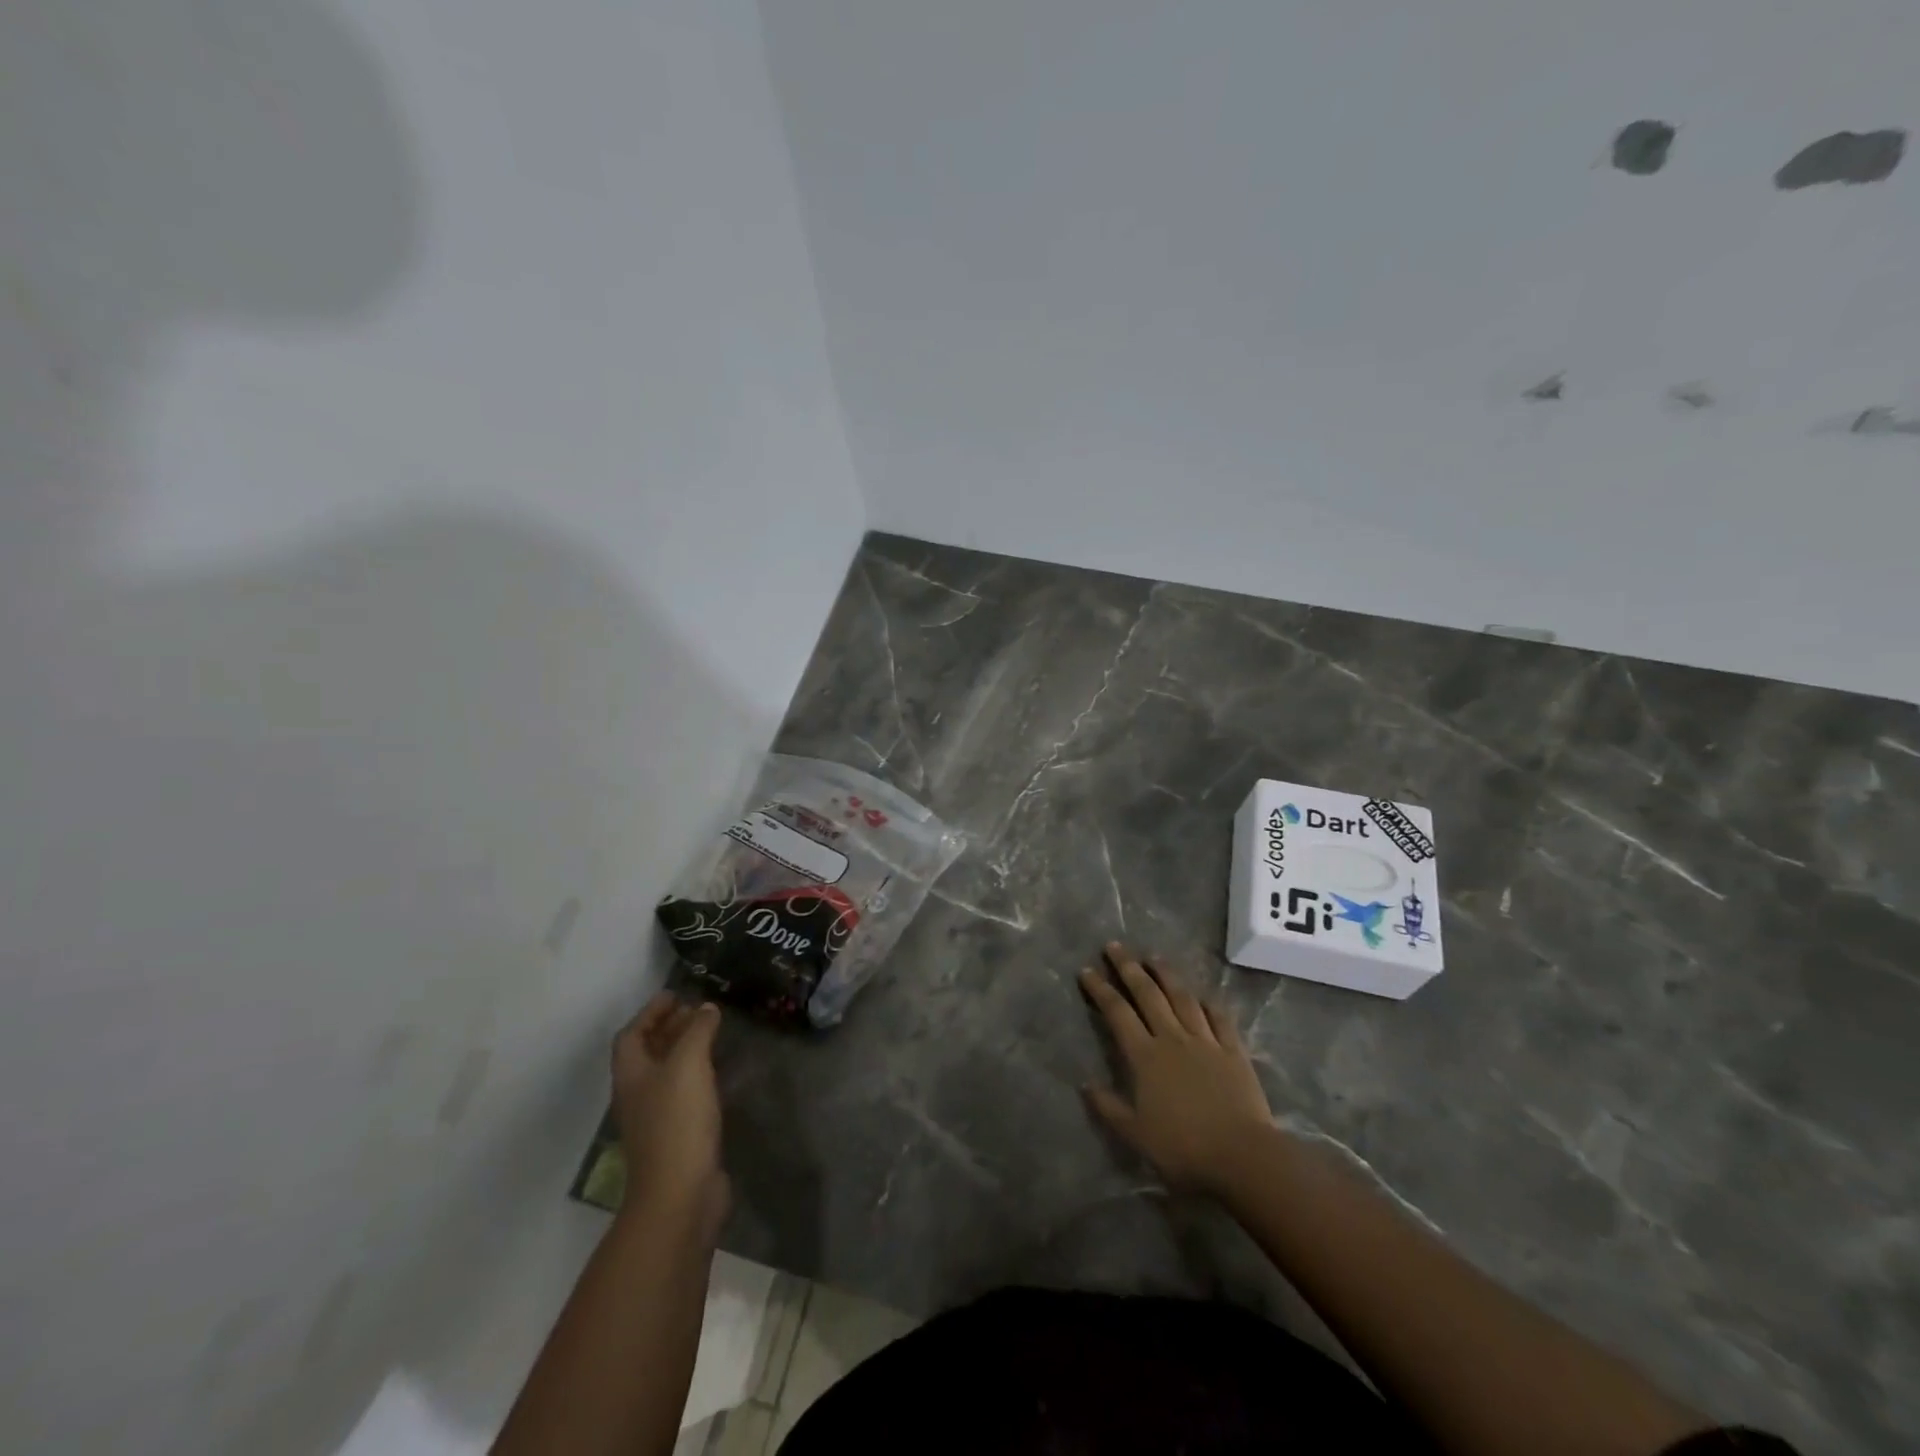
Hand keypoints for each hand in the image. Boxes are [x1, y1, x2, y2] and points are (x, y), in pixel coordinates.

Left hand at [613, 993, 727, 1229]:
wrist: (680, 1193)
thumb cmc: (677, 1121)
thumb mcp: (688, 1064)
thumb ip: (697, 1031)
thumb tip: (706, 1009)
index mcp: (631, 1074)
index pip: (632, 1034)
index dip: (650, 1012)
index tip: (676, 994)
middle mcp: (638, 1094)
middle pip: (647, 1052)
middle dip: (669, 1028)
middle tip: (698, 1010)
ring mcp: (656, 1118)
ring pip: (666, 1073)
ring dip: (685, 1050)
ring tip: (712, 1034)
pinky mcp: (678, 1136)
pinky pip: (684, 1093)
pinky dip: (698, 1074)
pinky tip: (720, 1073)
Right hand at [1079, 943, 1273, 1193]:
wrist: (1242, 1155)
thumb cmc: (1184, 1148)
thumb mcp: (1136, 1135)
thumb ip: (1109, 1107)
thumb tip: (1085, 1084)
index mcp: (1145, 1056)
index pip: (1117, 1013)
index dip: (1100, 990)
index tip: (1087, 970)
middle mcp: (1172, 1038)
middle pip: (1147, 994)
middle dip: (1128, 968)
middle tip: (1114, 946)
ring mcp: (1205, 1041)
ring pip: (1182, 998)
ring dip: (1166, 974)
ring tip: (1154, 956)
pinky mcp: (1233, 1050)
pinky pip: (1219, 1018)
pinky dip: (1209, 1003)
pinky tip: (1203, 994)